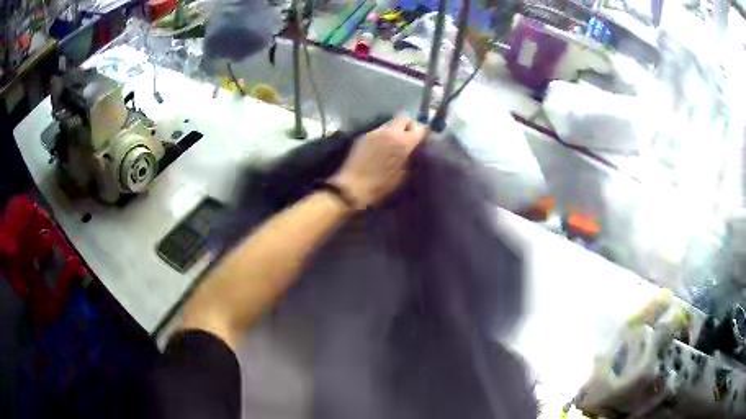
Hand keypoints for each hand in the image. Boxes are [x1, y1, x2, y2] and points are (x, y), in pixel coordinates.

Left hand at [330, 117, 425, 208]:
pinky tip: (382, 147)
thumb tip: (415, 152)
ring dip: (396, 130)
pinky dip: (384, 135)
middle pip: (404, 119)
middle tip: (410, 137)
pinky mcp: (364, 136)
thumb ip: (412, 159)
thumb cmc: (381, 186)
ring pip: (390, 123)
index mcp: (403, 142)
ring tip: (395, 142)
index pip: (420, 128)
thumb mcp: (404, 176)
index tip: (423, 138)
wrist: (353, 187)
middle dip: (409, 126)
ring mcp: (375, 132)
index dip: (423, 132)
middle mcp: (390, 132)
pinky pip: (379, 131)